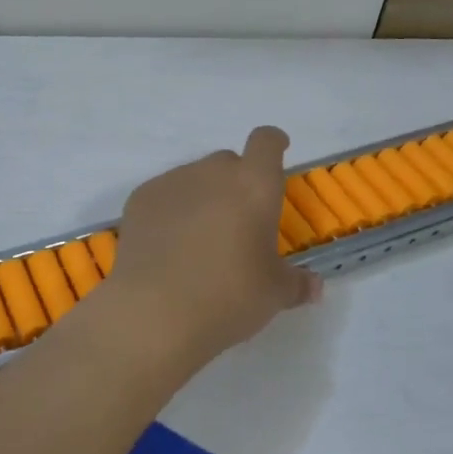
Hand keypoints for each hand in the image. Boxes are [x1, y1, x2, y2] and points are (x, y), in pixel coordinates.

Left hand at [104, 127, 320, 362]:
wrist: (154, 311)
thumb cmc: (228, 296)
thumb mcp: (273, 294)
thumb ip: (296, 283)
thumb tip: (313, 286)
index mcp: (254, 185)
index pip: (266, 142)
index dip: (273, 143)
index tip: (277, 151)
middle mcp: (212, 172)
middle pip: (228, 162)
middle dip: (236, 182)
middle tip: (238, 221)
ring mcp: (172, 182)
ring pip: (194, 177)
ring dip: (203, 196)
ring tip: (199, 239)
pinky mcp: (139, 199)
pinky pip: (164, 195)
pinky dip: (171, 210)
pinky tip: (168, 245)